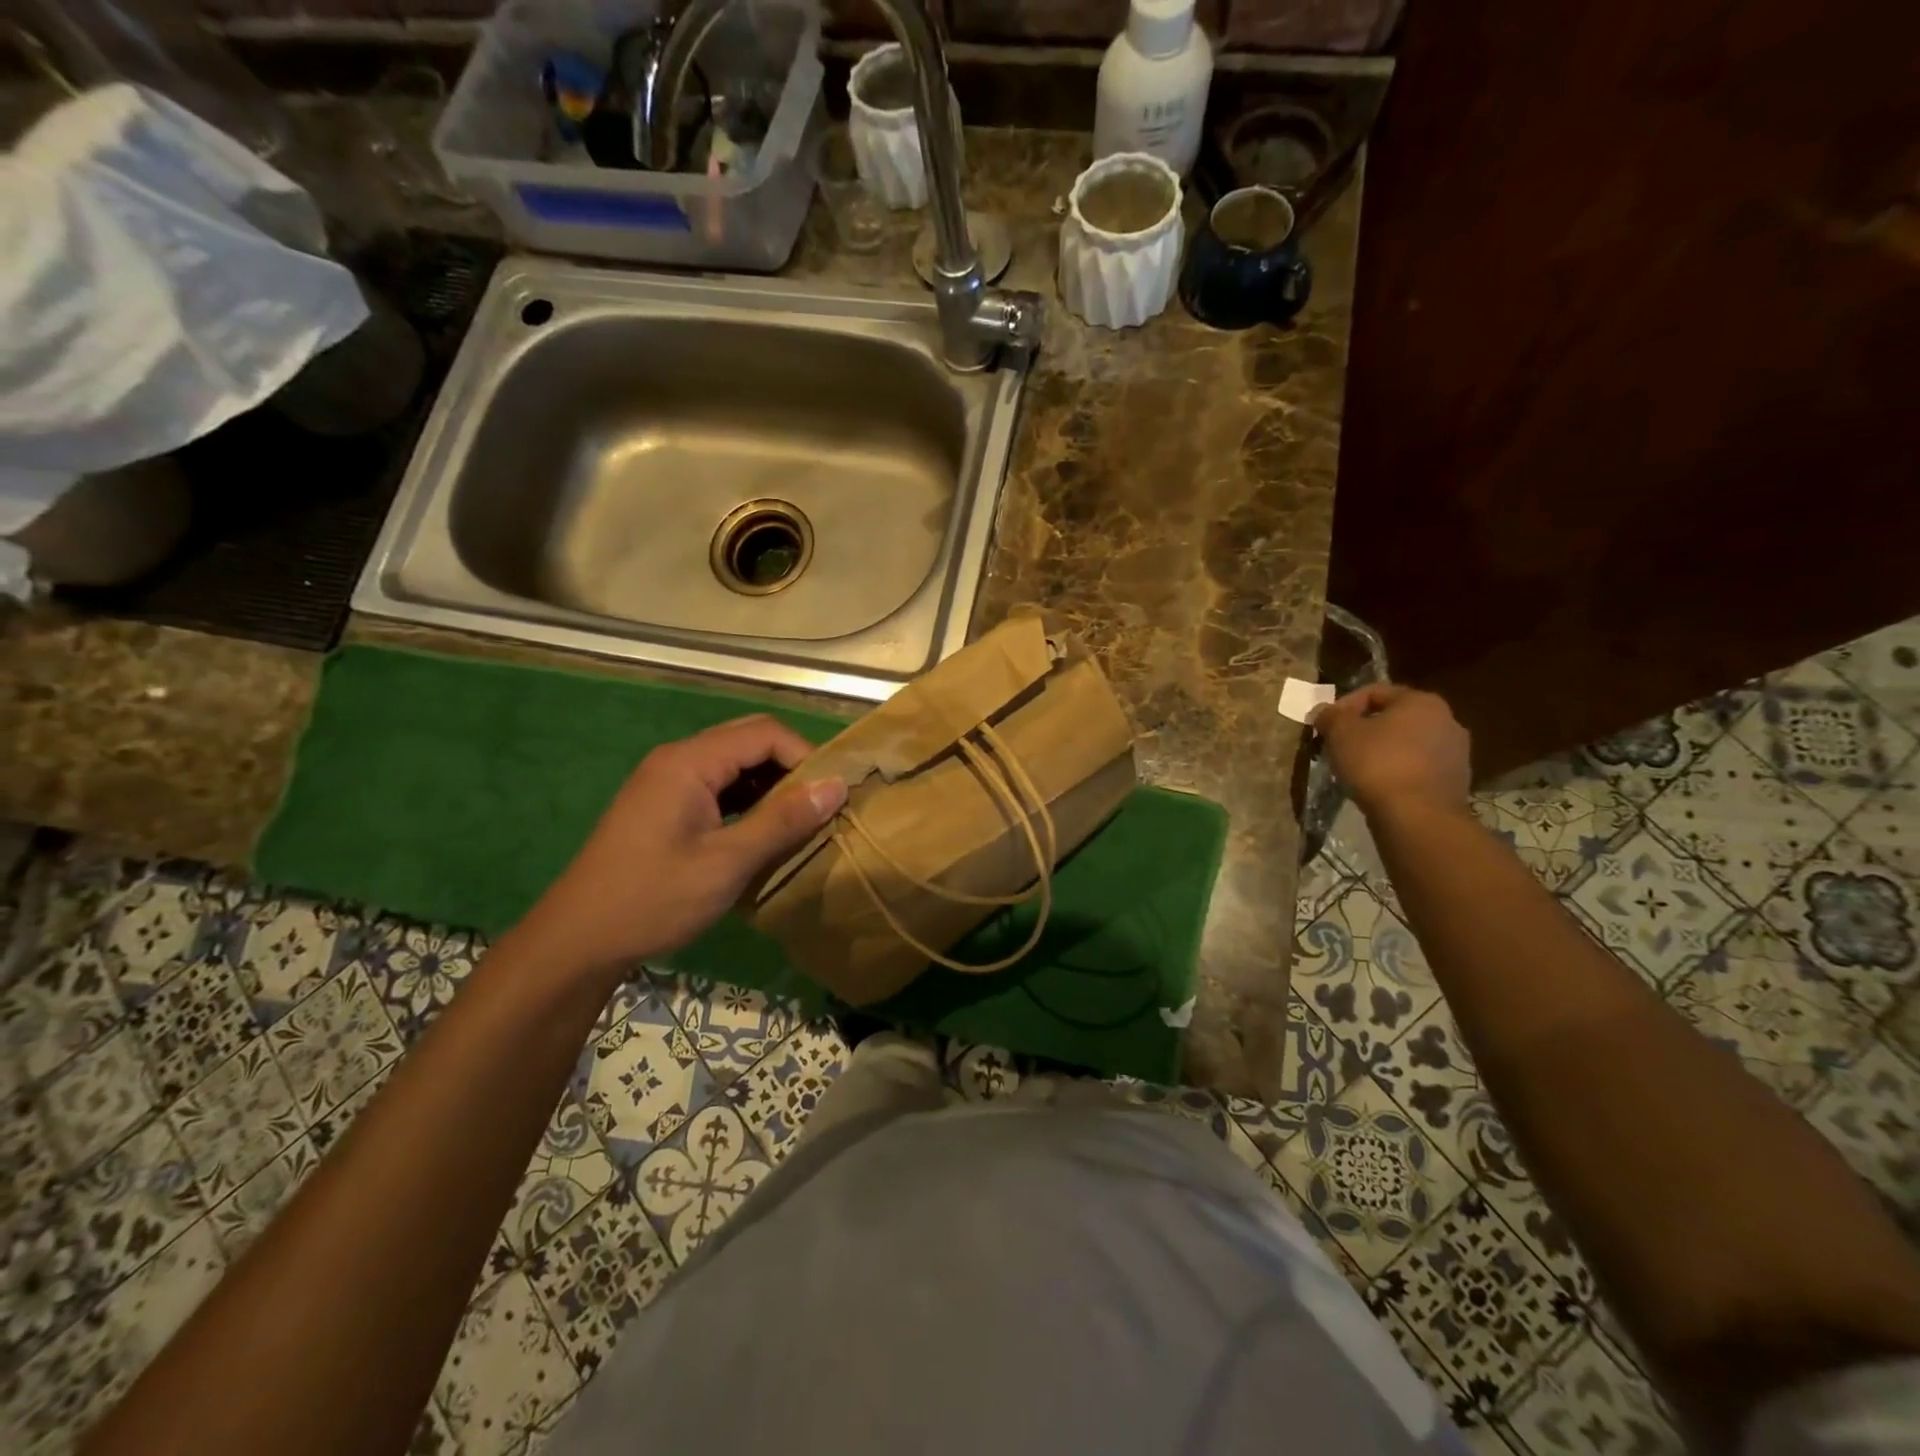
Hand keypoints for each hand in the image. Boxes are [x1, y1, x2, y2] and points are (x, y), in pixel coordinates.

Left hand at [517, 715, 847, 980]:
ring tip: (799, 820)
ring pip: (735, 764)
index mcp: (690, 762)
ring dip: (771, 785)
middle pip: (750, 741)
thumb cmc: (654, 898)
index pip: (765, 733)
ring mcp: (668, 782)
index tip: (832, 794)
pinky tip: (763, 831)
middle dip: (791, 767)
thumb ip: (784, 820)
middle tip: (820, 805)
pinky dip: (748, 800)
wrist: (578, 940)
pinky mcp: (665, 805)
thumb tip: (837, 786)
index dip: (806, 756)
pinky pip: (718, 786)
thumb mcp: (727, 862)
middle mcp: (678, 759)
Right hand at [1312, 683, 1472, 820]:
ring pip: (1408, 743)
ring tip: (1357, 768)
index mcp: (1420, 700)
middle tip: (1340, 745)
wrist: (1418, 816)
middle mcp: (1446, 719)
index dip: (1344, 706)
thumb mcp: (1340, 733)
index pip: (1374, 692)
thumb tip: (1324, 711)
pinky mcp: (1456, 780)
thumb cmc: (1377, 764)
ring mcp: (1456, 752)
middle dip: (1365, 728)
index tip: (1326, 726)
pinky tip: (1380, 785)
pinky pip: (1418, 767)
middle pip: (1394, 717)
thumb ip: (1330, 716)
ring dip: (1382, 750)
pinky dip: (1398, 770)